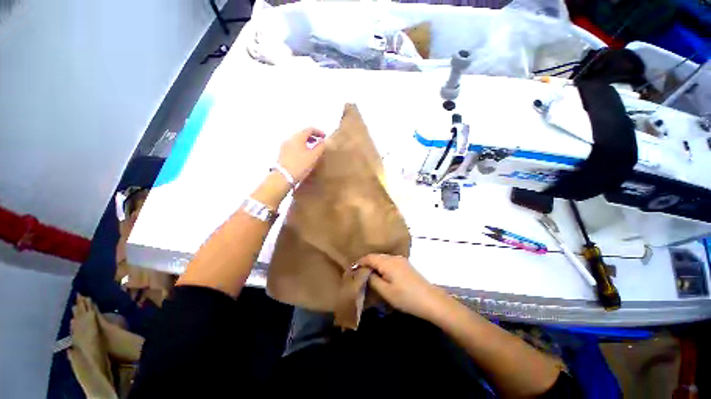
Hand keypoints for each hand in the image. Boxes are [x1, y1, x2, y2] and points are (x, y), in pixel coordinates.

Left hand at [278, 128, 325, 182]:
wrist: (283, 177)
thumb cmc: (300, 165)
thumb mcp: (314, 156)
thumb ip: (320, 147)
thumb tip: (323, 141)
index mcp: (298, 137)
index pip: (309, 129)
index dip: (318, 132)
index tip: (324, 137)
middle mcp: (290, 139)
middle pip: (302, 134)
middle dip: (312, 137)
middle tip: (319, 142)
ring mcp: (285, 146)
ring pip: (297, 140)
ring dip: (306, 142)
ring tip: (313, 149)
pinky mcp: (282, 153)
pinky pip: (294, 146)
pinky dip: (301, 147)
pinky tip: (305, 155)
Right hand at [357, 254, 449, 320]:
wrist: (431, 301)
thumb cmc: (406, 297)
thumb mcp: (386, 291)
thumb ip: (373, 280)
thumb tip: (365, 272)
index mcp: (387, 262)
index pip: (369, 257)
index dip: (359, 262)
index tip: (351, 269)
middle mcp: (394, 257)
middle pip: (376, 256)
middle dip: (366, 263)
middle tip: (358, 272)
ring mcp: (401, 260)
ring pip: (383, 259)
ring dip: (374, 264)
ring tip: (368, 274)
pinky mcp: (406, 265)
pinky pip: (389, 262)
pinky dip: (382, 266)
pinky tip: (381, 274)